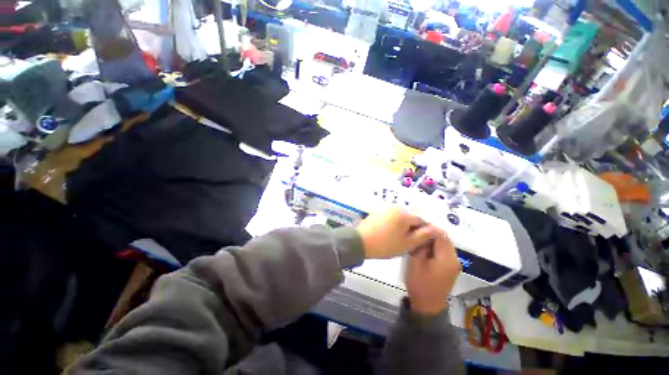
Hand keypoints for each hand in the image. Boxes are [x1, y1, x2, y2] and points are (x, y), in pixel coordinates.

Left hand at [356, 207, 442, 258]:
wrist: (360, 242)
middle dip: (413, 228)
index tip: (420, 241)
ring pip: (401, 217)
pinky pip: (391, 216)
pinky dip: (394, 223)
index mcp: (405, 213)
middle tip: (408, 241)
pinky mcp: (378, 211)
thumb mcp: (407, 243)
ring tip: (397, 238)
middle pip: (411, 217)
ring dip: (403, 226)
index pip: (422, 220)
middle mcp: (396, 206)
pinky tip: (389, 232)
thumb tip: (436, 229)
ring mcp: (386, 207)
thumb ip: (423, 235)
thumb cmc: (385, 245)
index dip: (423, 231)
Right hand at [405, 231, 460, 314]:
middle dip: (430, 233)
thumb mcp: (416, 261)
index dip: (428, 227)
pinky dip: (434, 247)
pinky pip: (443, 251)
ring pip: (444, 244)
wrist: (428, 306)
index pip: (441, 234)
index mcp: (447, 257)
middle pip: (444, 238)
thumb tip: (423, 231)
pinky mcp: (450, 267)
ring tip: (418, 239)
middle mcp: (455, 259)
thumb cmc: (420, 283)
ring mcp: (454, 263)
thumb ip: (421, 244)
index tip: (416, 225)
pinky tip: (424, 248)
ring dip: (432, 240)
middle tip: (415, 232)